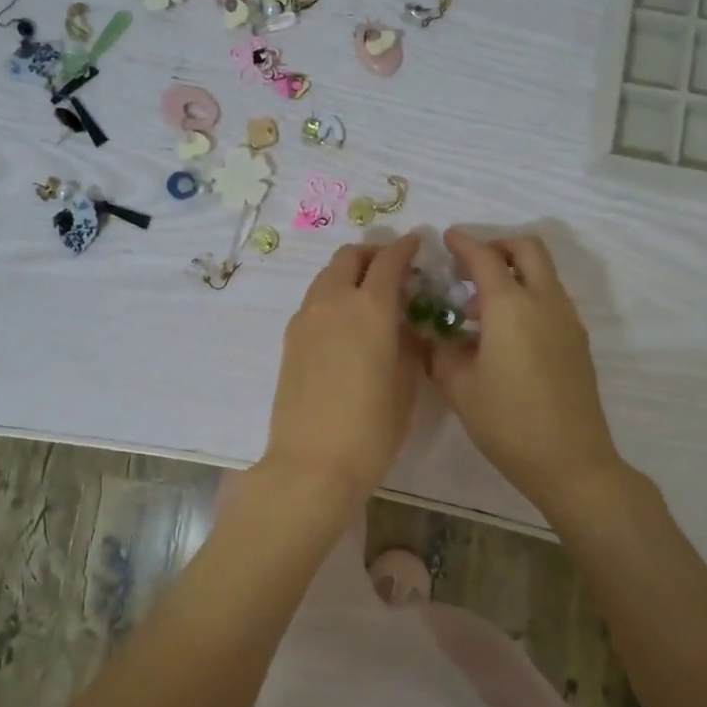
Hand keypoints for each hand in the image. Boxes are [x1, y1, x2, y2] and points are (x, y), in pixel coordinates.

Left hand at [261, 235, 422, 504]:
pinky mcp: (290, 339)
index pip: (389, 260)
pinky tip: (345, 323)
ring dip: (349, 274)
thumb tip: (403, 323)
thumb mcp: (405, 384)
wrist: (312, 463)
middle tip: (391, 268)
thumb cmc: (372, 429)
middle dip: (372, 254)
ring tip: (368, 295)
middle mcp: (333, 302)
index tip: (417, 243)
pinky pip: (314, 301)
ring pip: (327, 276)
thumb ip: (407, 343)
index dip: (405, 247)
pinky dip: (332, 296)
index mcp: (370, 308)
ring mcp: (305, 319)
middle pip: (349, 257)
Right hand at [426, 229, 625, 513]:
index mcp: (511, 307)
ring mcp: (567, 320)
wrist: (571, 461)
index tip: (446, 238)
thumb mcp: (459, 387)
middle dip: (497, 246)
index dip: (463, 243)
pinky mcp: (577, 341)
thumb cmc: (507, 422)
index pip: (485, 258)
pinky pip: (550, 299)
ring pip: (543, 273)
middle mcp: (544, 302)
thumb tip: (433, 335)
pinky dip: (526, 296)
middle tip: (468, 266)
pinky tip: (503, 333)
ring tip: (478, 307)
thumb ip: (440, 352)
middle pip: (527, 249)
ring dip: (513, 273)